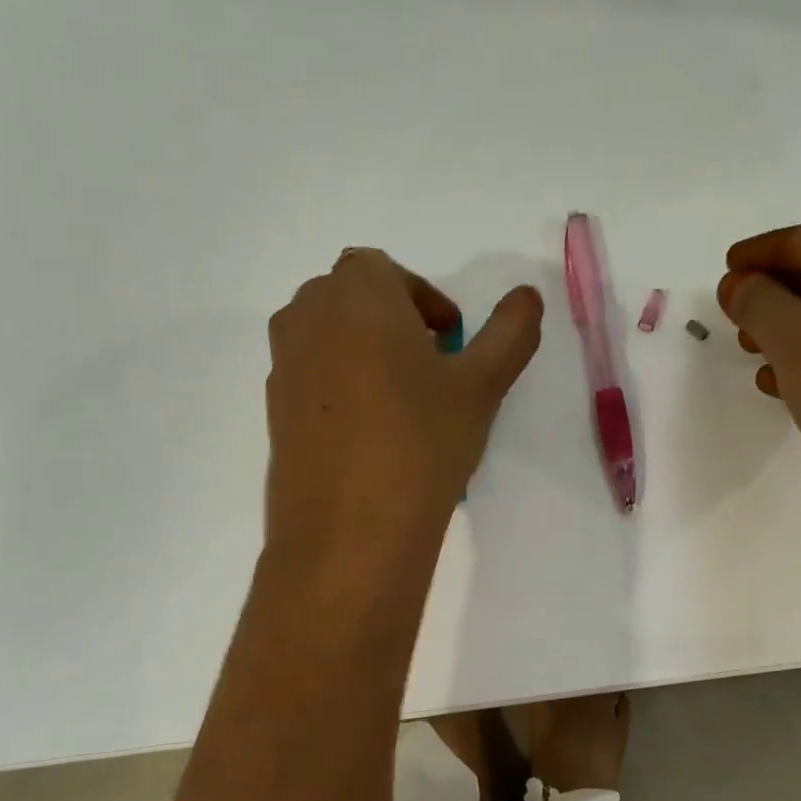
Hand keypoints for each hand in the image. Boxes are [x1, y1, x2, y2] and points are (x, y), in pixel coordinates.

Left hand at [264, 249, 543, 558]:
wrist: (350, 529)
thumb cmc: (422, 442)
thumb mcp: (482, 385)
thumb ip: (510, 332)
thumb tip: (527, 296)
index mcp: (356, 293)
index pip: (386, 271)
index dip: (423, 299)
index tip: (450, 341)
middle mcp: (307, 316)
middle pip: (350, 298)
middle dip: (392, 321)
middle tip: (430, 368)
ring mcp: (282, 365)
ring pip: (327, 338)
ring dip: (364, 352)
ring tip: (402, 403)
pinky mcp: (272, 411)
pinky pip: (311, 379)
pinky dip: (340, 388)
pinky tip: (370, 437)